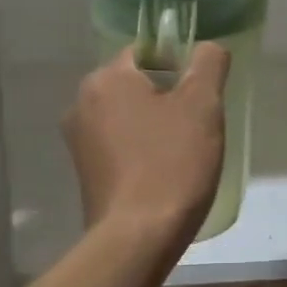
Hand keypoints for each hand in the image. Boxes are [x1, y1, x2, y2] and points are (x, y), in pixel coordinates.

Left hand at [63, 43, 228, 263]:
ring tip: (184, 152)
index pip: (148, 51)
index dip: (180, 66)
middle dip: (169, 98)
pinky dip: (142, 150)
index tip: (201, 95)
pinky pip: (120, 146)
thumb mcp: (202, 105)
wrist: (137, 239)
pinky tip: (164, 173)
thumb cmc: (172, 164)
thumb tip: (208, 47)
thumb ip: (208, 63)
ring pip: (129, 116)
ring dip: (156, 125)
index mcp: (106, 78)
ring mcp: (78, 141)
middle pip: (137, 84)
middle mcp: (82, 103)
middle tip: (198, 125)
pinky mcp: (84, 173)